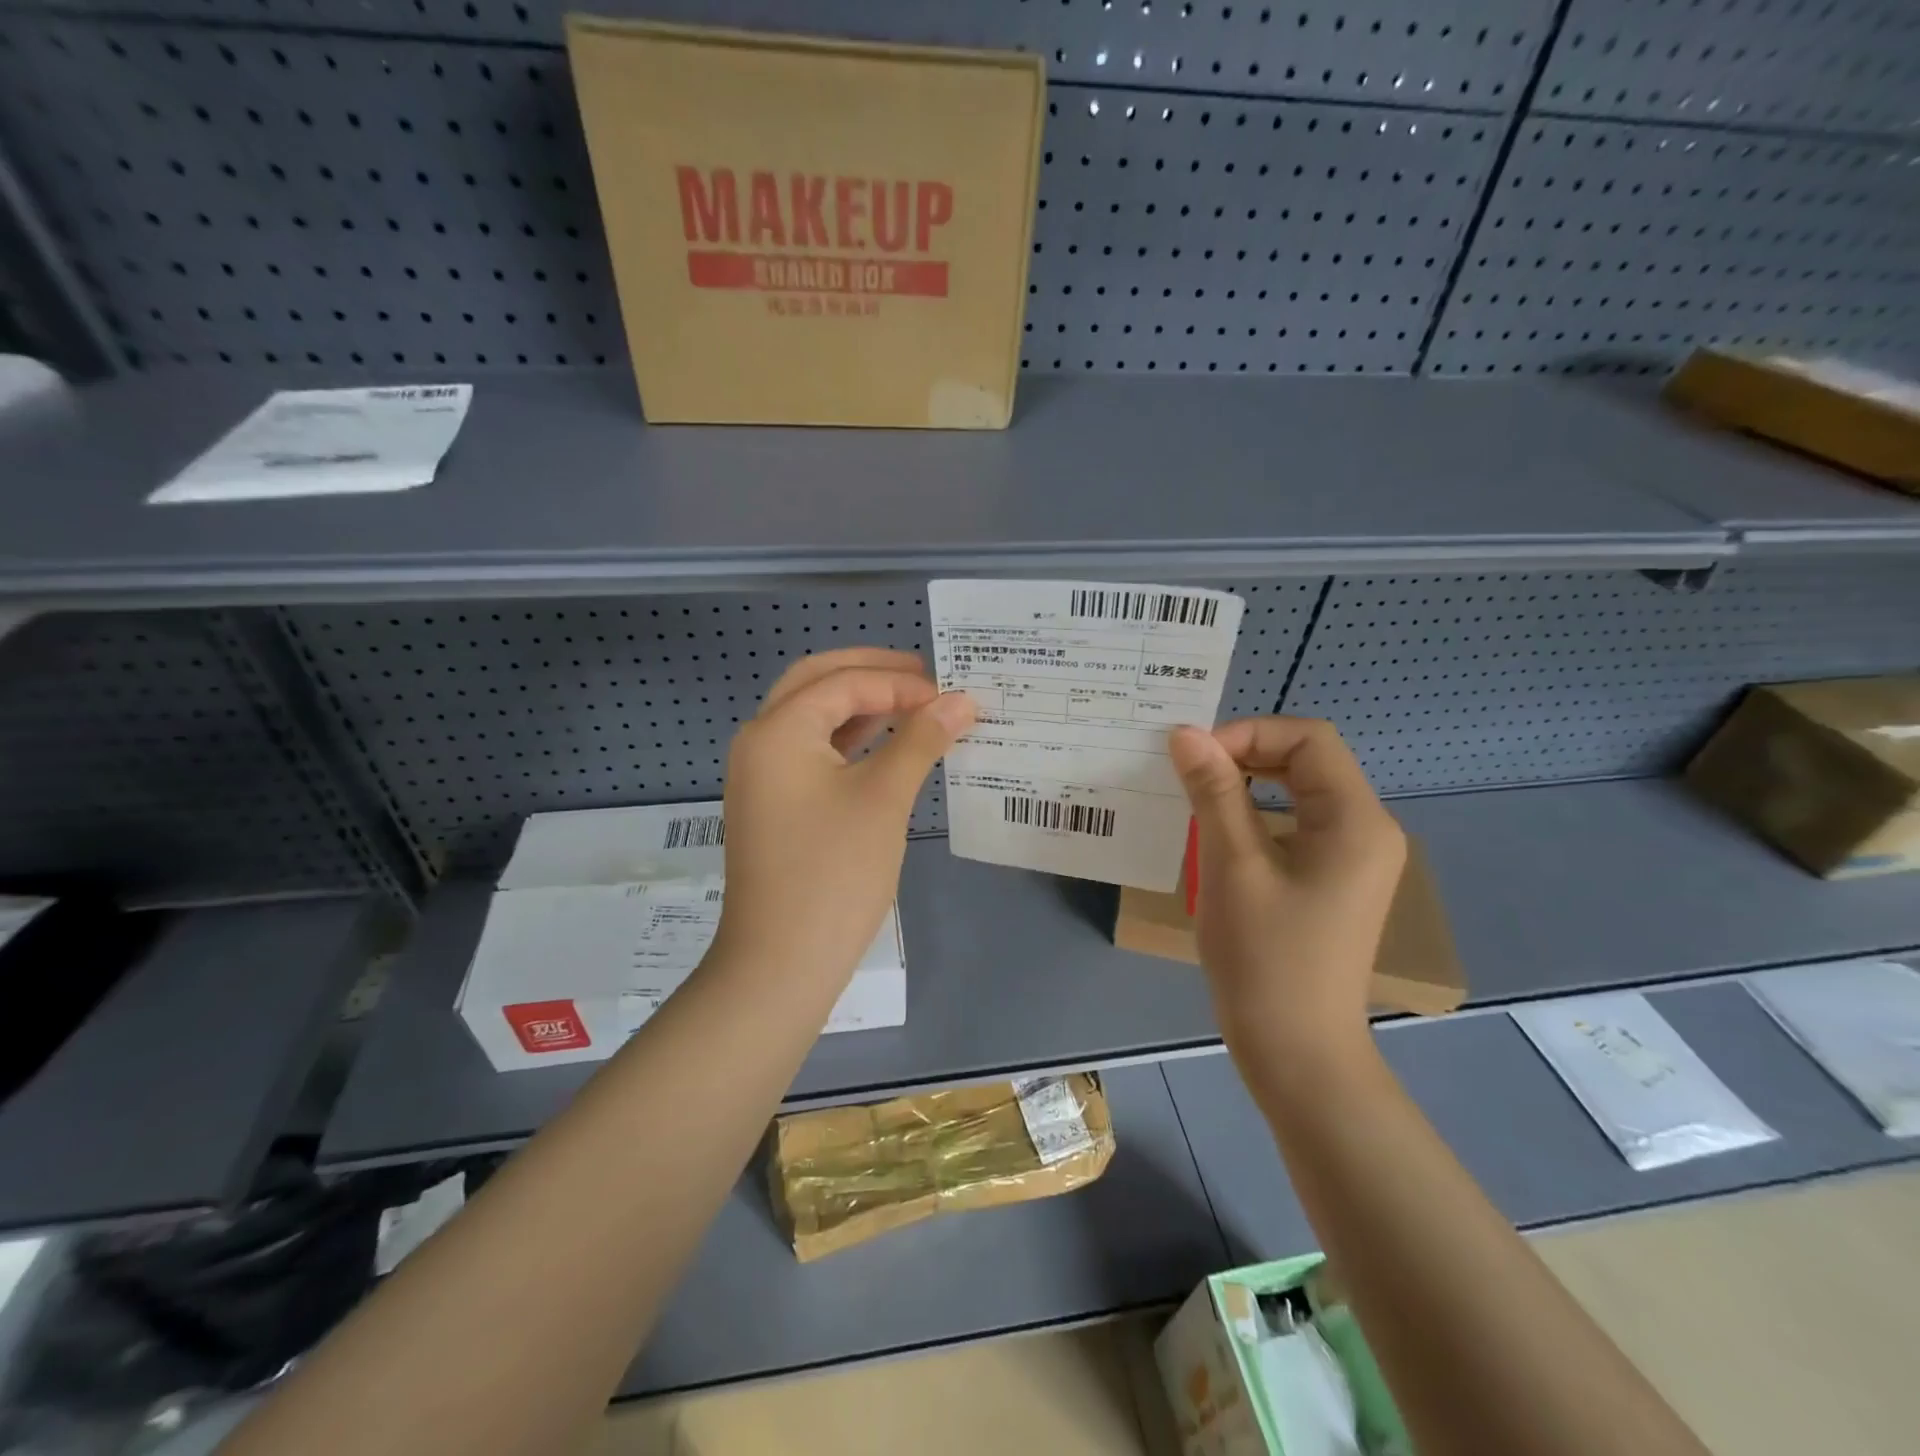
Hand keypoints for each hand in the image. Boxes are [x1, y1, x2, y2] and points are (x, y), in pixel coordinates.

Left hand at [714, 648, 974, 987]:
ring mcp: (762, 774)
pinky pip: (811, 752)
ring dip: (861, 706)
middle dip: (872, 674)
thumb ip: (921, 740)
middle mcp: (760, 741)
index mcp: (778, 729)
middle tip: (926, 679)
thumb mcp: (883, 798)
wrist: (780, 963)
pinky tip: (886, 746)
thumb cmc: (835, 873)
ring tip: (914, 707)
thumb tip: (962, 701)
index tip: (950, 696)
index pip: (844, 682)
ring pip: (813, 718)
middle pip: (817, 683)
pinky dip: (849, 741)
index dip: (900, 683)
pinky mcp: (773, 804)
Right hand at [1168, 718, 1404, 1068]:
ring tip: (1195, 797)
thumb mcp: (1233, 865)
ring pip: (1299, 792)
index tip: (1195, 759)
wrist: (1296, 1052)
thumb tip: (1186, 733)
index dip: (1249, 733)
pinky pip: (1296, 825)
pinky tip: (1217, 834)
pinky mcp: (1333, 882)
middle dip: (1246, 755)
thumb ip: (1214, 792)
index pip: (1309, 739)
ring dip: (1248, 784)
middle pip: (1307, 761)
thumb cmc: (1265, 957)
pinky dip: (1256, 816)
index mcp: (1356, 820)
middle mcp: (1367, 830)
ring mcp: (1353, 859)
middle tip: (1188, 773)